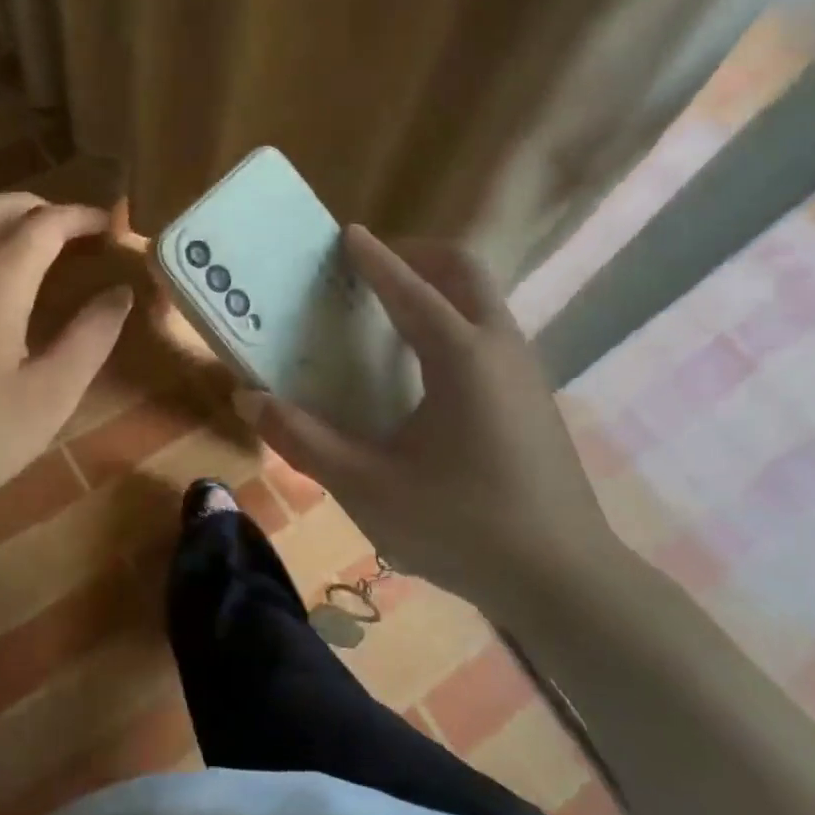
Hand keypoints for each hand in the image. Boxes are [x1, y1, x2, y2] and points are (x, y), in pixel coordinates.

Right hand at [239, 225, 615, 601]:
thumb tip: (249, 398)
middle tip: (373, 265)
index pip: (409, 288)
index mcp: (460, 357)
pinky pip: (491, 332)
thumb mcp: (367, 487)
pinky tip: (426, 367)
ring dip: (440, 286)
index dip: (374, 258)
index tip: (347, 232)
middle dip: (418, 255)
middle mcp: (500, 348)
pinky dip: (456, 319)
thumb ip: (303, 440)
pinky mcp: (535, 399)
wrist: (565, 581)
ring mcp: (526, 372)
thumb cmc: (461, 526)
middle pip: (464, 272)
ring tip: (392, 308)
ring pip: (484, 300)